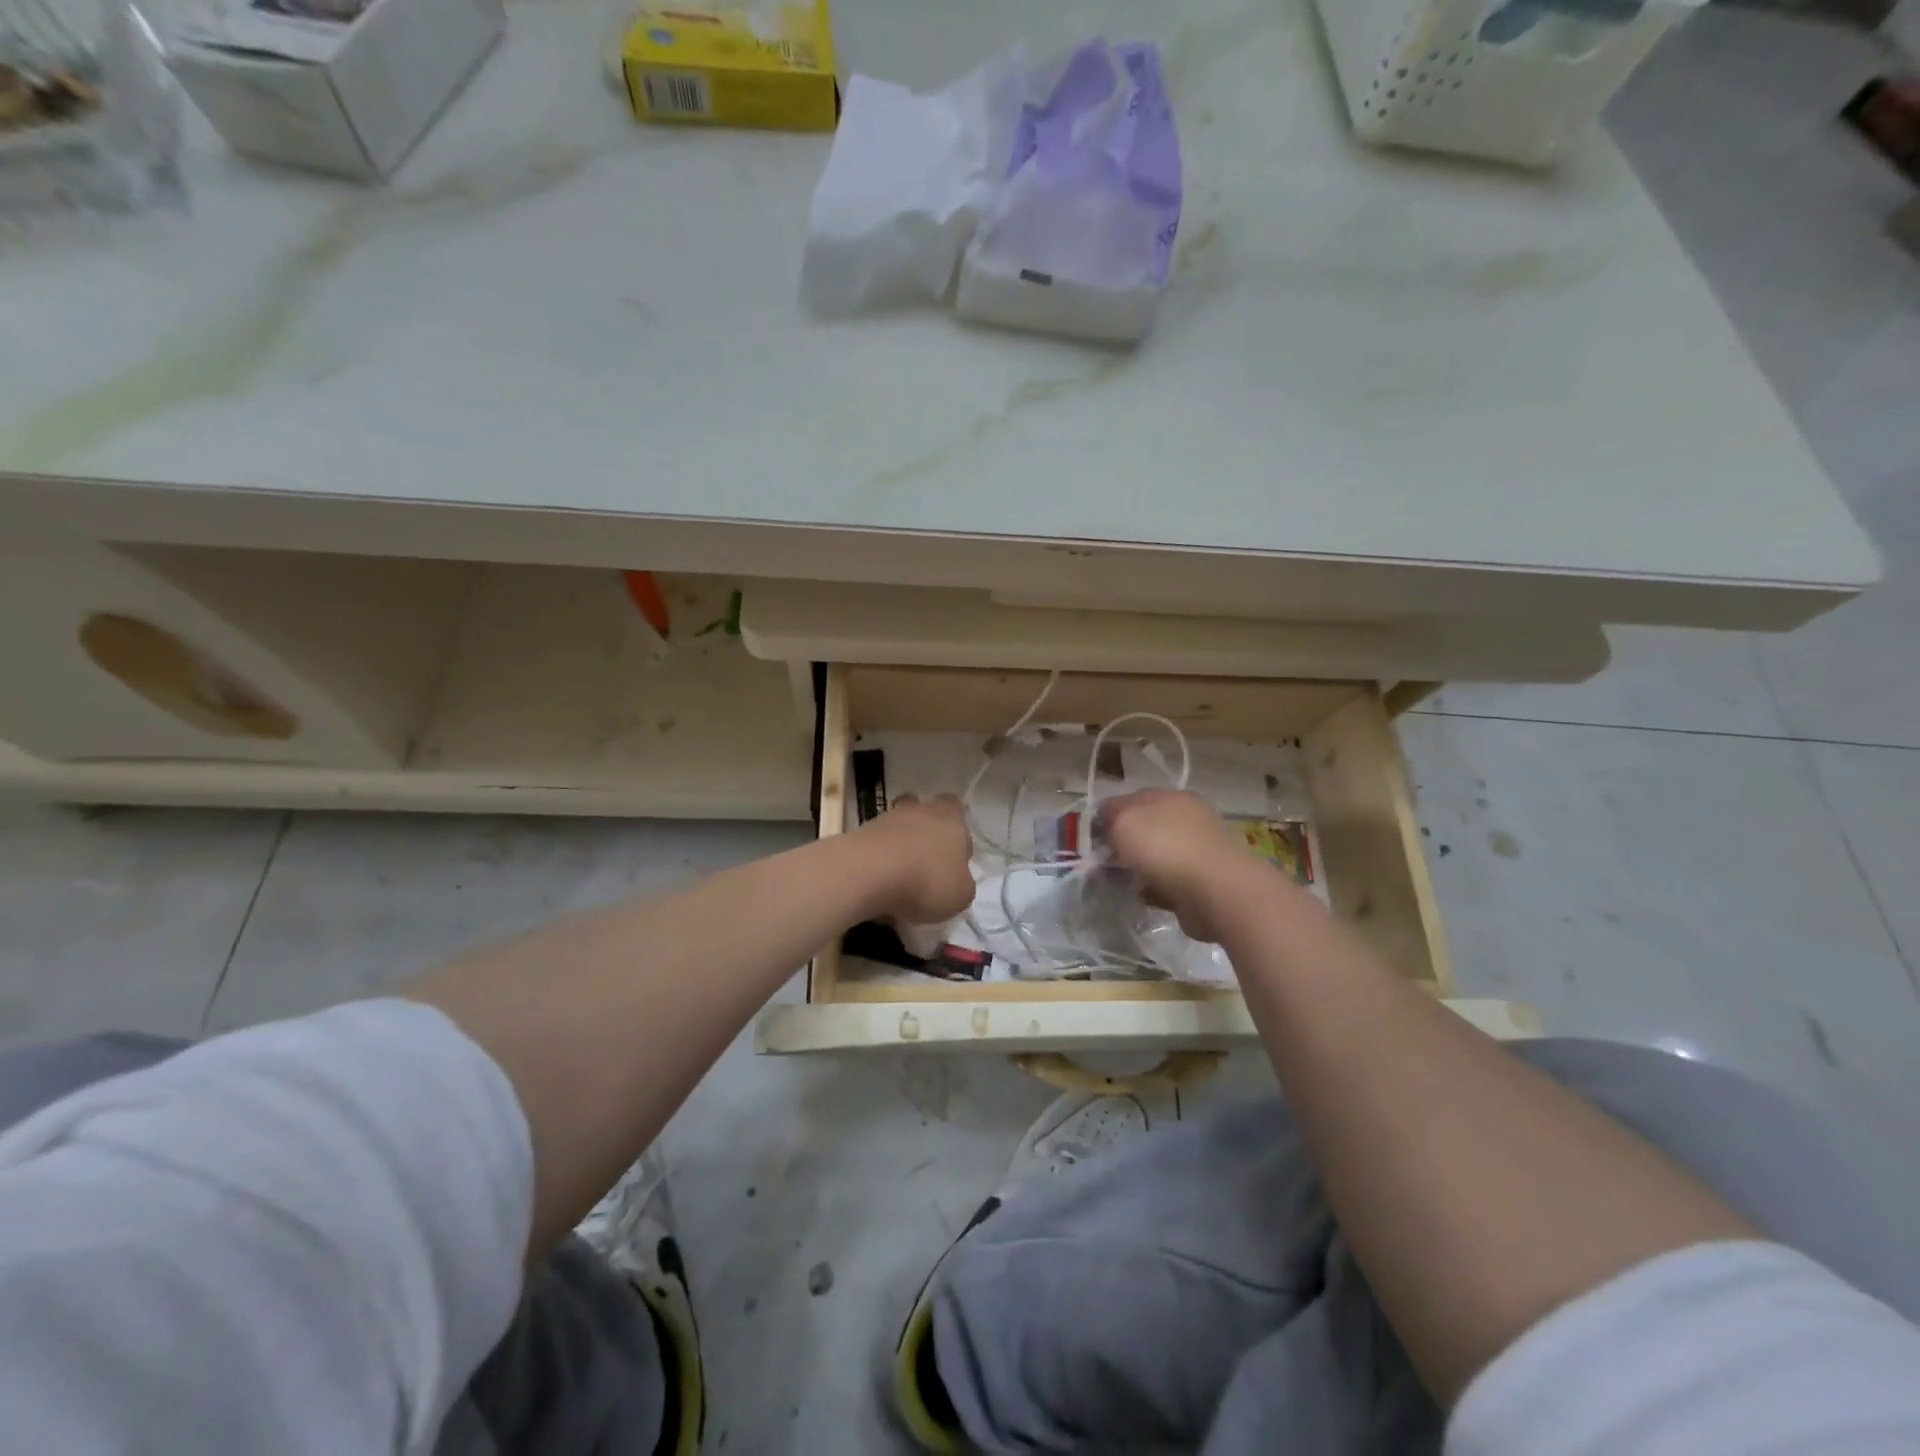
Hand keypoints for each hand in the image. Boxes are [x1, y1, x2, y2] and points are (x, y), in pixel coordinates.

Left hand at [857, 794, 974, 924]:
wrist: (868, 874)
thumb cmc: (926, 881)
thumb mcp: (960, 895)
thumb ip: (962, 882)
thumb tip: (957, 879)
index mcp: (950, 819)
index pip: (955, 808)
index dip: (956, 829)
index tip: (954, 854)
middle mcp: (919, 811)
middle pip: (923, 812)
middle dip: (925, 832)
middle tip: (926, 862)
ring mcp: (885, 819)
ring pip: (897, 827)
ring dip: (899, 846)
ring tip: (899, 879)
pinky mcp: (859, 833)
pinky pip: (875, 844)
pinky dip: (878, 860)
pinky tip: (879, 885)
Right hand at [1098, 789, 1259, 942]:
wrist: (1217, 892)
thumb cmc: (1166, 847)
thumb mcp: (1124, 821)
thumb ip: (1109, 817)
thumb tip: (1106, 823)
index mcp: (1172, 797)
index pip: (1131, 798)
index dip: (1108, 815)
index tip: (1091, 837)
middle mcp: (1188, 819)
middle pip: (1145, 828)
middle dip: (1123, 845)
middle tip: (1103, 863)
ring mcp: (1198, 851)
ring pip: (1156, 856)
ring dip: (1138, 869)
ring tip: (1121, 884)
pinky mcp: (1203, 882)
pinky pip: (1169, 882)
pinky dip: (1155, 889)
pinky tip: (1144, 897)